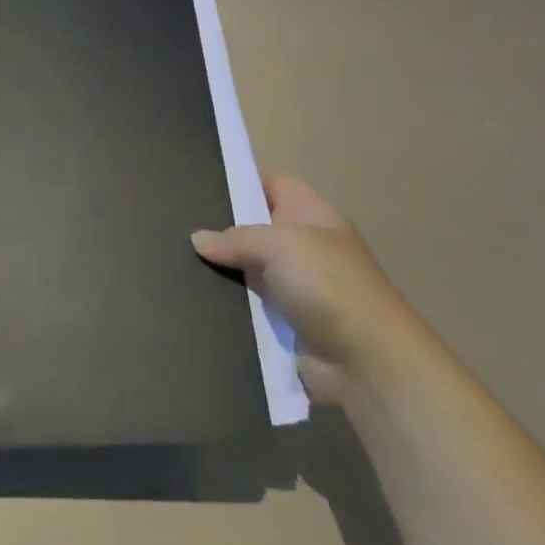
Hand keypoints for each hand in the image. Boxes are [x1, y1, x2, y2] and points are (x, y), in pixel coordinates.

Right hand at [193, 176, 413, 403]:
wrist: (366, 360)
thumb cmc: (327, 284)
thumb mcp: (278, 245)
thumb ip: (235, 238)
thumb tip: (198, 239)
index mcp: (314, 215)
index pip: (276, 186)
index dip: (244, 185)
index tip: (204, 190)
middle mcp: (307, 246)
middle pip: (259, 229)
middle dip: (225, 231)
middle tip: (180, 227)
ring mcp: (299, 287)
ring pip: (251, 270)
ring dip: (225, 272)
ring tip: (178, 262)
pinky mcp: (289, 323)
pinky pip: (253, 306)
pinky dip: (231, 305)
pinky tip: (196, 298)